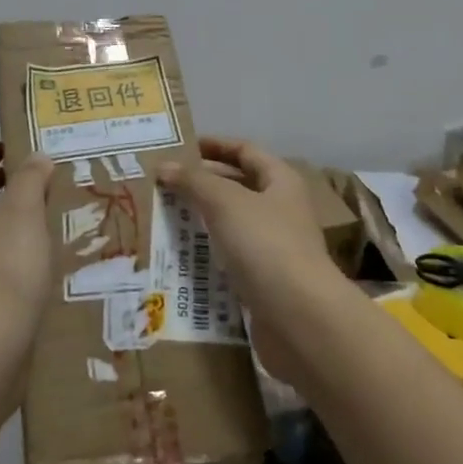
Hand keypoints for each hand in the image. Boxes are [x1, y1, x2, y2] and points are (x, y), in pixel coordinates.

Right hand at [157, 137, 342, 380]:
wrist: (299, 317)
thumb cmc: (265, 245)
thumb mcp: (226, 203)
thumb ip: (194, 181)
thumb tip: (165, 166)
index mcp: (281, 181)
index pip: (245, 151)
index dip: (215, 145)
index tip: (182, 147)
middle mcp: (281, 209)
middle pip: (239, 186)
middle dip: (203, 183)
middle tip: (164, 184)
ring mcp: (275, 246)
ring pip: (233, 224)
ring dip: (202, 220)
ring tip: (164, 218)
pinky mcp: (265, 280)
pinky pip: (232, 257)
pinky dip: (208, 254)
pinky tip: (181, 258)